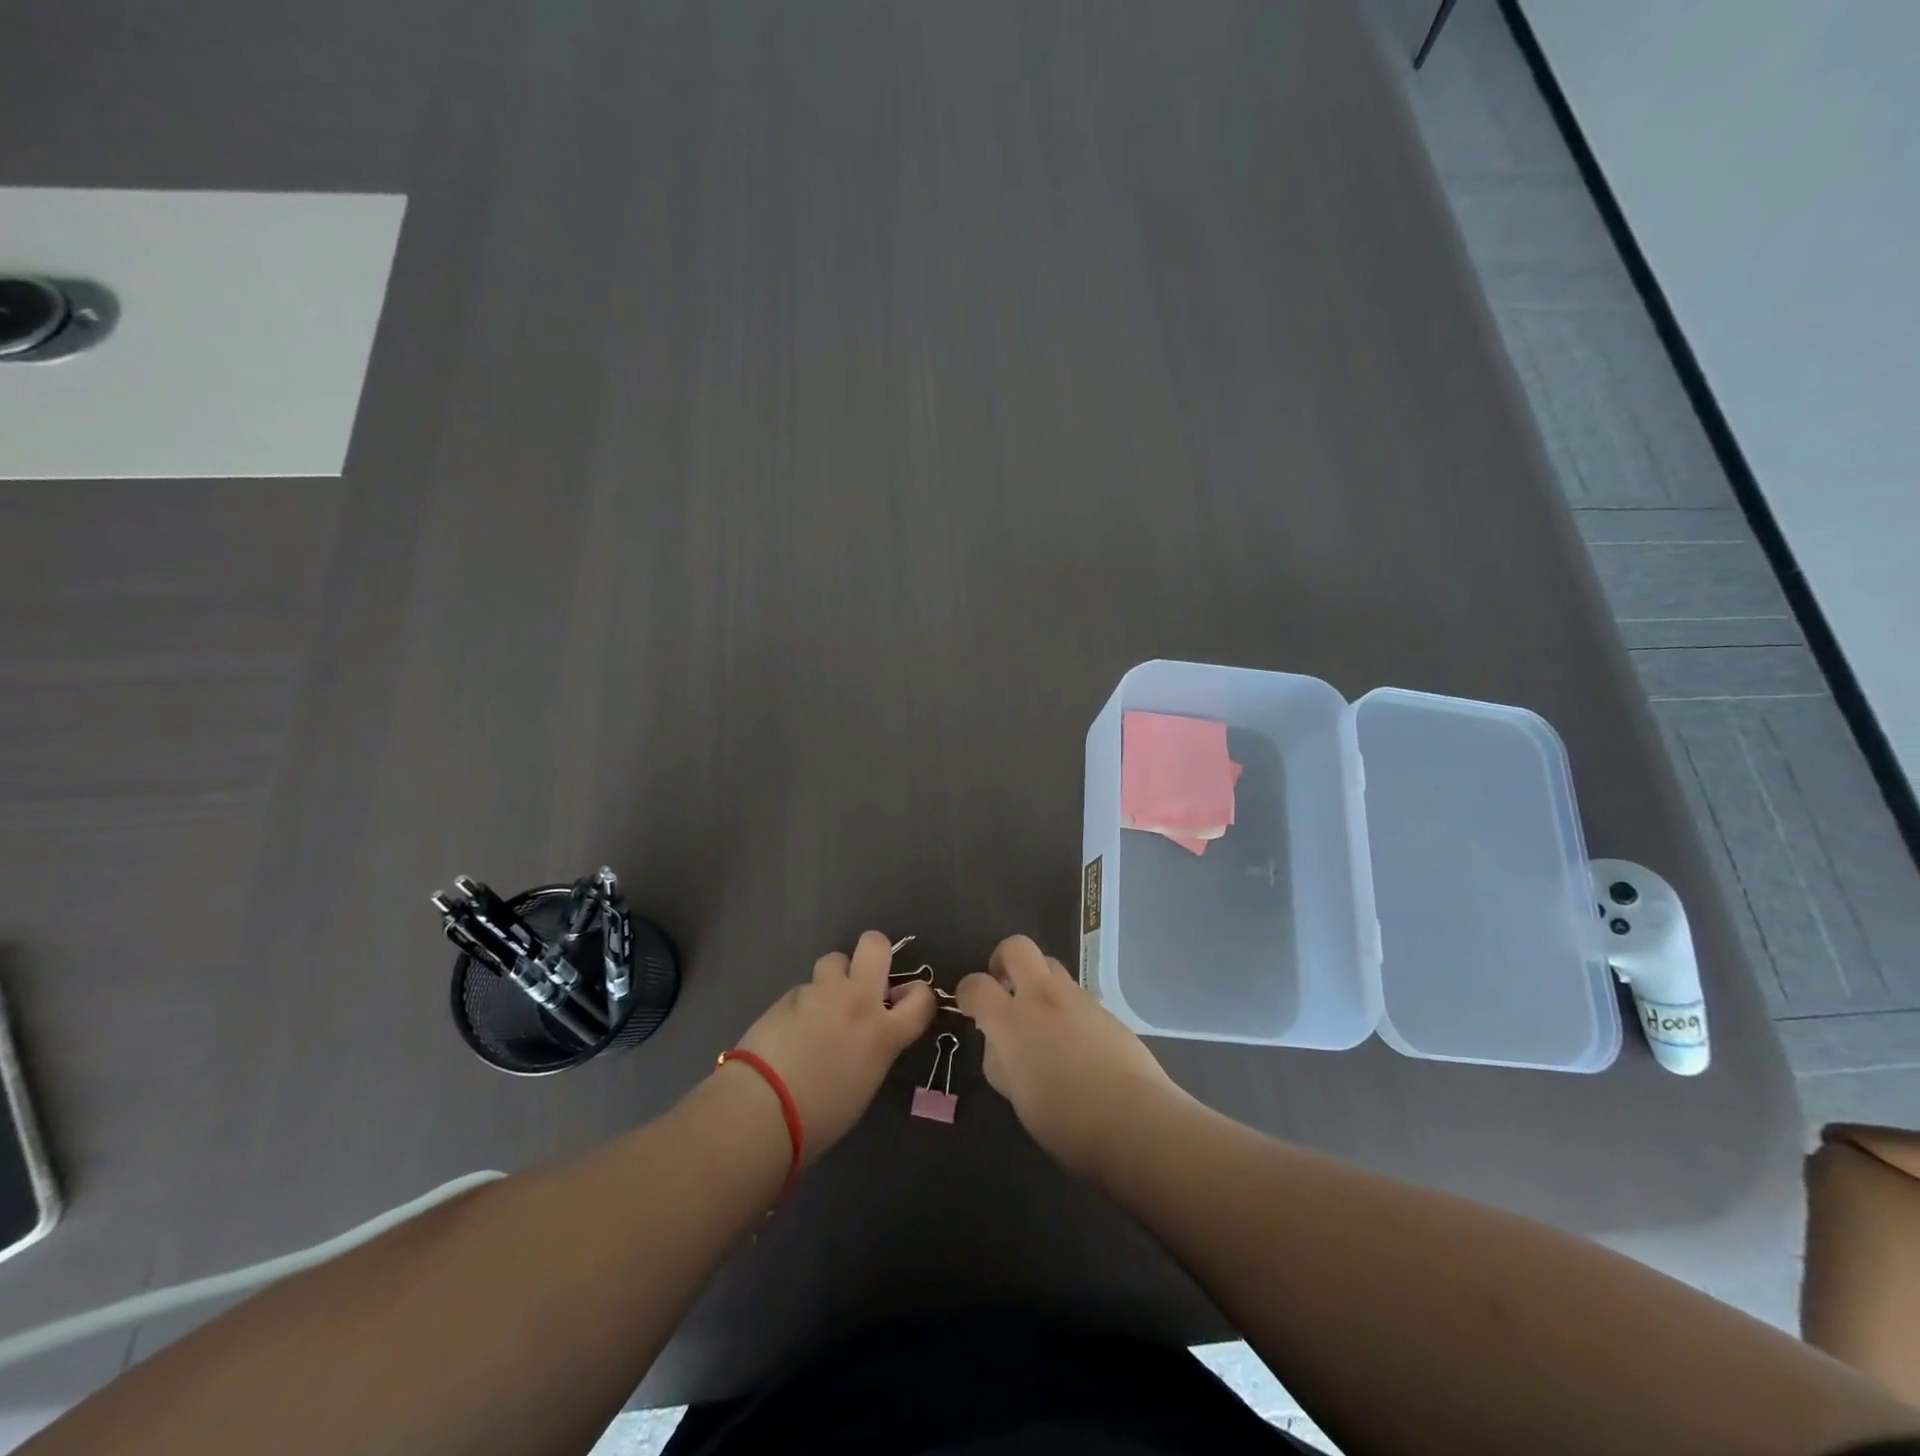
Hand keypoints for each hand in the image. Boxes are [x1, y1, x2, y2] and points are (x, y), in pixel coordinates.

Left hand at [732, 930, 935, 1161]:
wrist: (763, 1108)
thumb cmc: (821, 1116)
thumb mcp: (864, 1084)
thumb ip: (874, 1048)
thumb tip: (868, 1036)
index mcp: (885, 1033)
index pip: (921, 997)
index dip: (917, 994)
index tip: (904, 1000)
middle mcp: (858, 1002)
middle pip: (875, 945)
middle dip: (874, 952)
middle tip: (865, 977)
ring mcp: (821, 994)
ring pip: (834, 959)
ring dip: (834, 977)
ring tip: (822, 1004)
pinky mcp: (789, 995)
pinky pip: (805, 988)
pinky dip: (804, 1002)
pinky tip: (790, 1027)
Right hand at [957, 934, 1186, 1177]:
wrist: (1135, 1121)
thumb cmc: (1065, 1120)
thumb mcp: (1017, 1097)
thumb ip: (1001, 1061)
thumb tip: (999, 1043)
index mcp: (1013, 1021)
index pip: (976, 985)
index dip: (967, 993)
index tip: (969, 1007)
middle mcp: (1044, 997)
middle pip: (1017, 947)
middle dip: (1003, 960)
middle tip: (1004, 987)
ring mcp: (1079, 999)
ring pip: (1051, 966)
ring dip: (1038, 981)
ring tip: (1041, 1019)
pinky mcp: (1106, 1010)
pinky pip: (1077, 994)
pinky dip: (1066, 1006)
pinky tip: (1074, 1042)